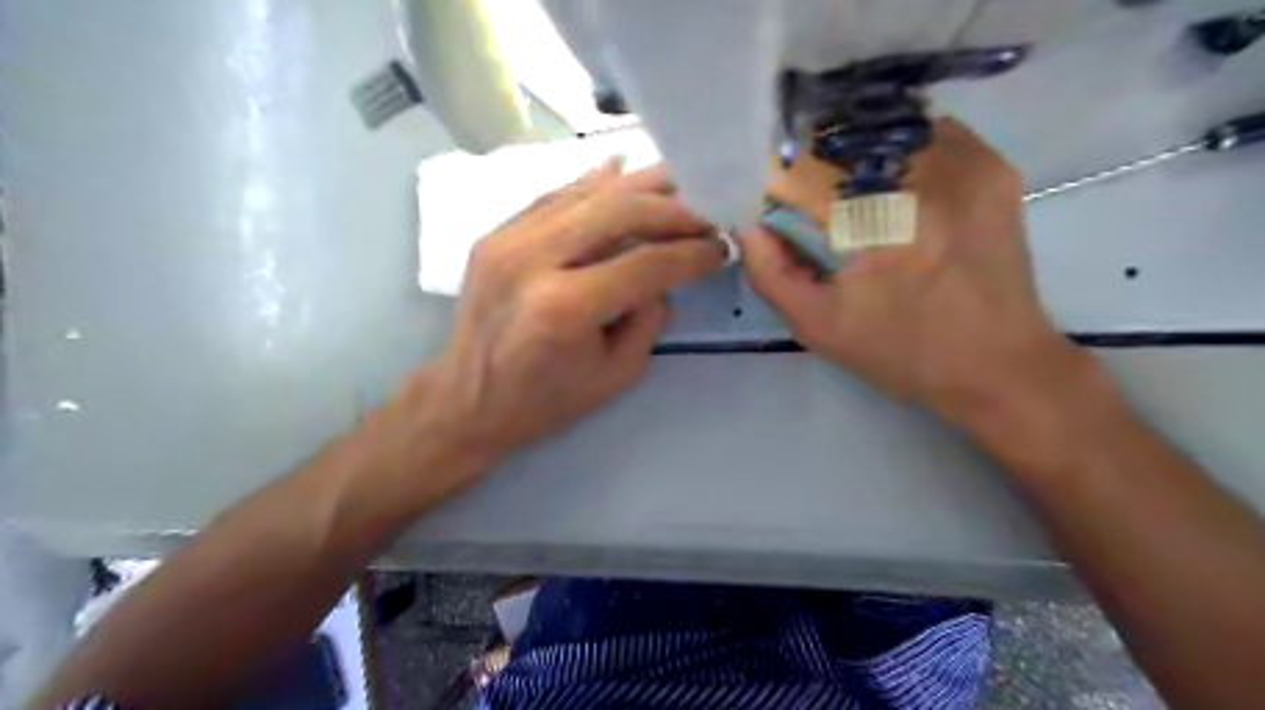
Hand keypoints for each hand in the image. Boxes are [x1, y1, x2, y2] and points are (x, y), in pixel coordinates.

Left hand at [422, 161, 727, 464]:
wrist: (467, 402)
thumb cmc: (545, 401)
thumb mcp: (617, 375)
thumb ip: (649, 318)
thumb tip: (665, 274)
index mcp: (565, 307)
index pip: (646, 263)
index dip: (691, 253)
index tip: (722, 247)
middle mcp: (533, 260)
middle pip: (618, 211)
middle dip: (673, 209)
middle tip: (706, 213)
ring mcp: (507, 239)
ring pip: (587, 193)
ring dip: (640, 186)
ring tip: (679, 183)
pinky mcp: (496, 234)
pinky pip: (556, 196)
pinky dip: (594, 184)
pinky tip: (623, 171)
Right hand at [743, 120, 1081, 425]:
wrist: (998, 366)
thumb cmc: (901, 352)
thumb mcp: (819, 327)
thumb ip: (772, 275)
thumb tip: (752, 227)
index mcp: (878, 220)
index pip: (805, 169)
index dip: (779, 183)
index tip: (776, 209)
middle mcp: (926, 176)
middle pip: (846, 141)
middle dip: (816, 167)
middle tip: (813, 207)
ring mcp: (968, 165)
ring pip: (887, 132)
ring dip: (857, 156)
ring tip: (852, 197)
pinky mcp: (994, 169)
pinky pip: (930, 136)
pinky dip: (899, 153)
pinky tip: (893, 189)